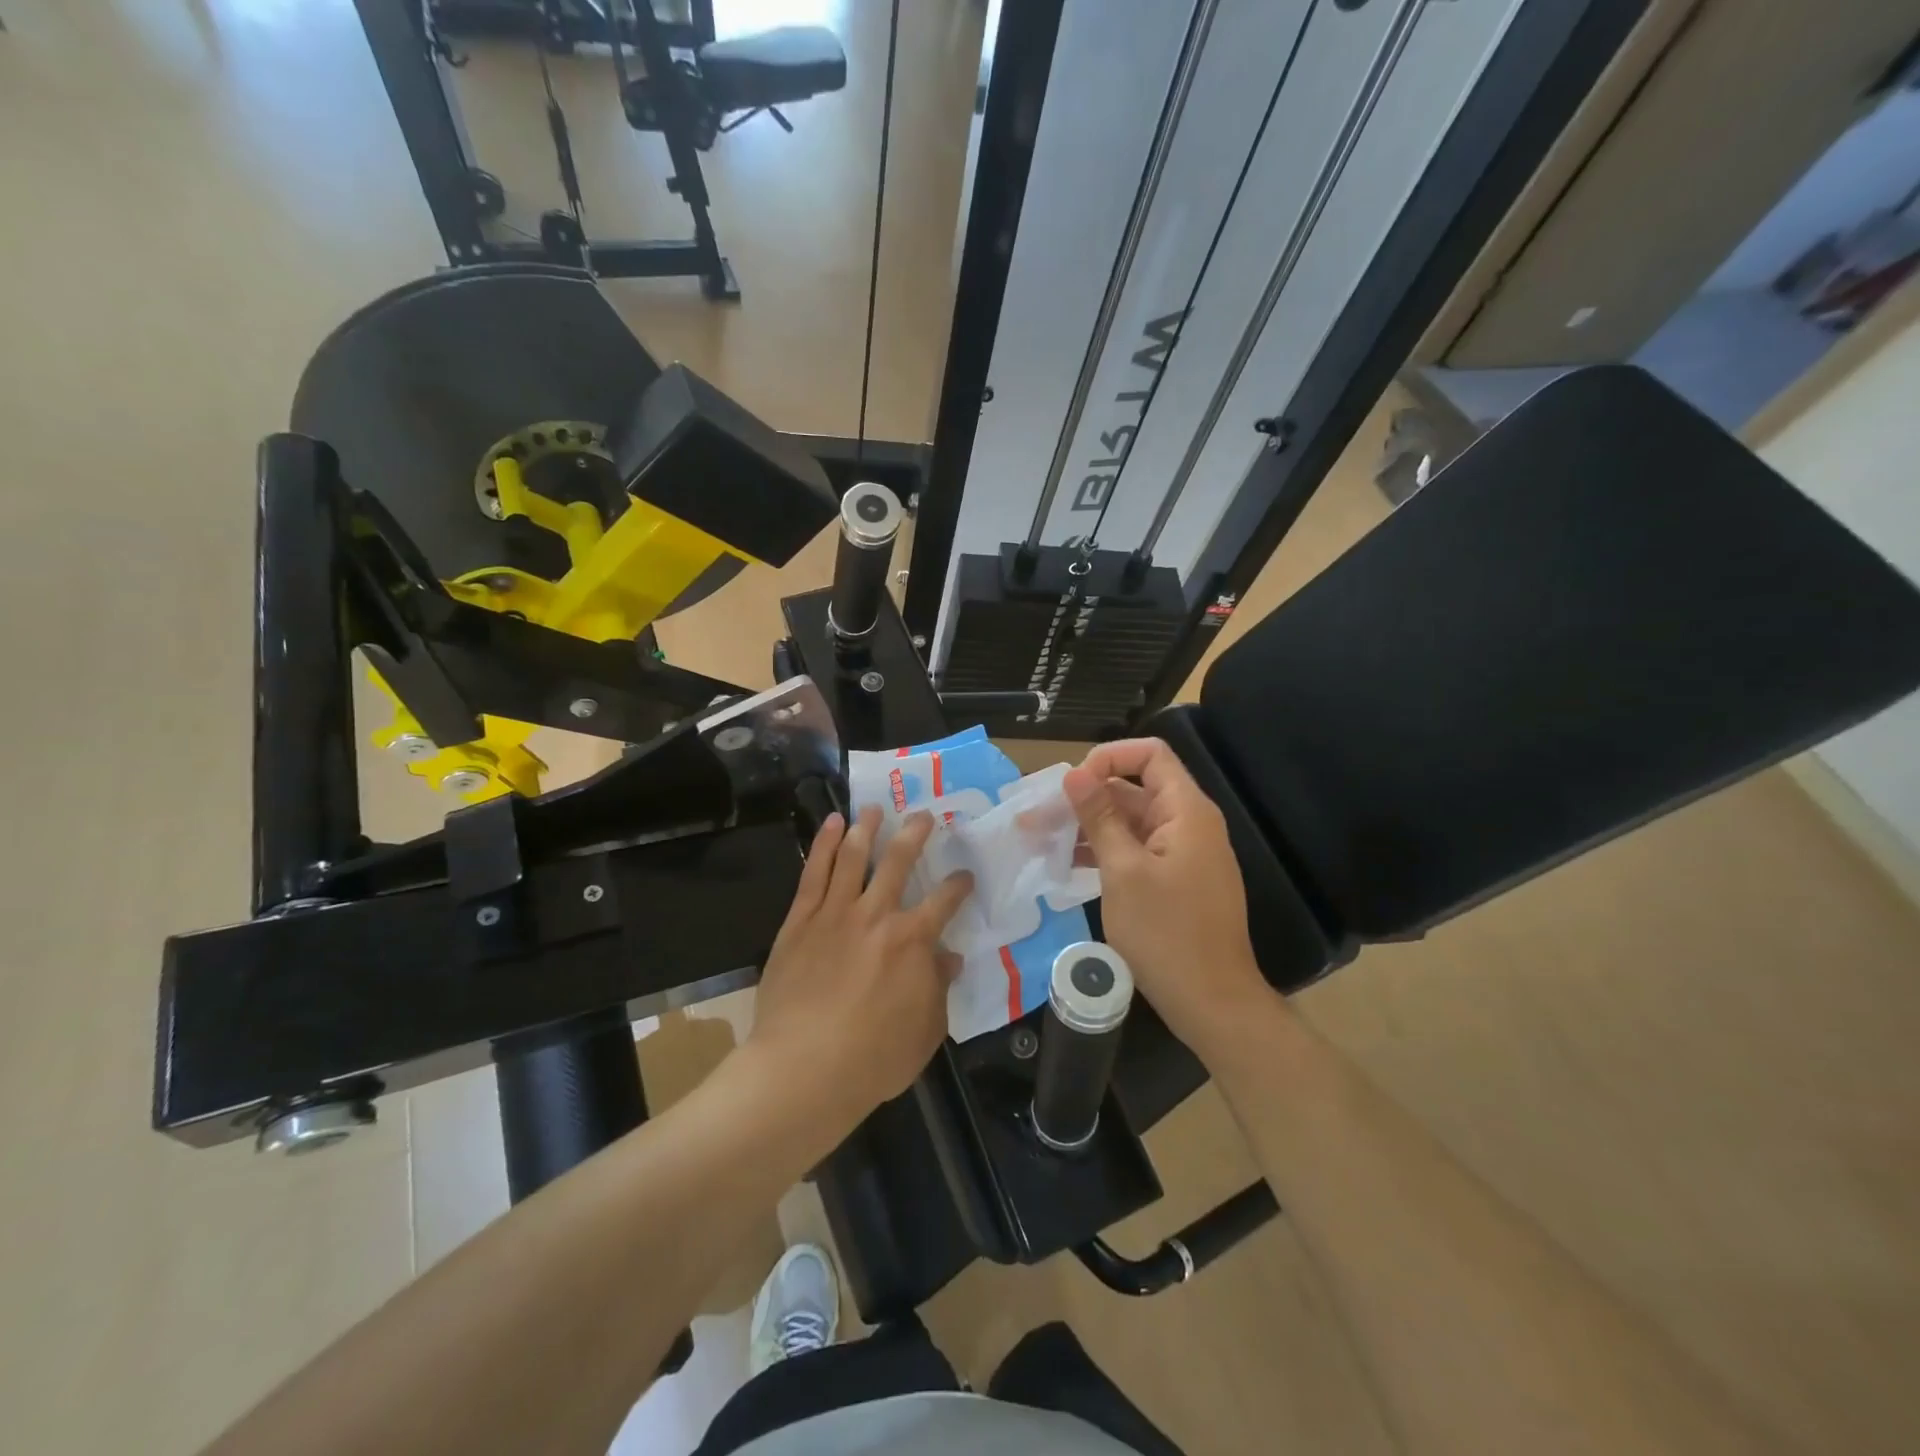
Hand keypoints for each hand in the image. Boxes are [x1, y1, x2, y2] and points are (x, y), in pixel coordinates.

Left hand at [749, 808, 972, 1120]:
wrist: (804, 1068)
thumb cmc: (873, 1058)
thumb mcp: (926, 1030)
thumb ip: (939, 987)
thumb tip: (950, 957)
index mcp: (913, 940)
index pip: (945, 900)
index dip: (959, 884)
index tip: (965, 876)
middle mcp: (877, 915)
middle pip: (899, 861)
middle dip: (915, 834)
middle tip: (923, 815)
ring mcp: (835, 913)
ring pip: (853, 856)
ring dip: (867, 828)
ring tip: (874, 809)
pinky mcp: (800, 920)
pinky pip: (814, 872)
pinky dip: (823, 843)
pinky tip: (831, 823)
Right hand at [1064, 739, 1273, 1056]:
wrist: (1212, 1002)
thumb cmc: (1166, 933)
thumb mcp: (1123, 870)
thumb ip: (1099, 817)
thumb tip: (1074, 773)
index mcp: (1186, 811)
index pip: (1150, 755)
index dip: (1109, 757)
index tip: (1072, 783)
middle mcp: (1188, 824)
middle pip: (1135, 789)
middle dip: (1087, 797)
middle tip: (1037, 815)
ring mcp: (1183, 855)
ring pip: (1132, 823)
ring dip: (1090, 826)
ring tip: (1042, 838)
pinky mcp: (1176, 882)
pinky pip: (1138, 851)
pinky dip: (1106, 851)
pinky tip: (1068, 864)